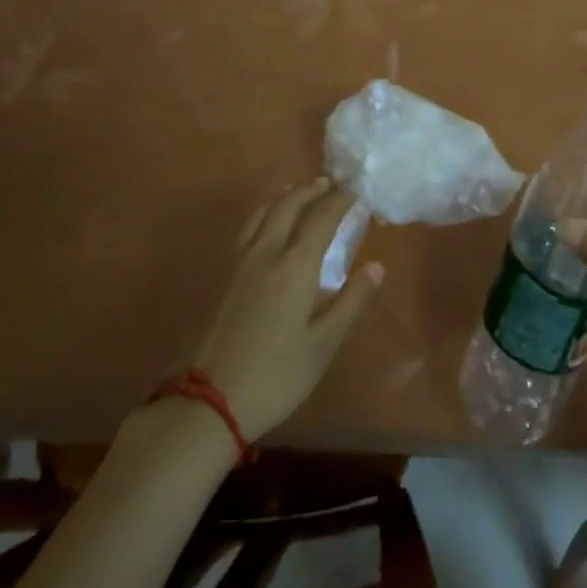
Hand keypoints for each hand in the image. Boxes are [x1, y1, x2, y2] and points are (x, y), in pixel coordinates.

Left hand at [189, 178, 381, 440]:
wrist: (209, 403)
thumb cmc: (277, 375)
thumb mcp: (324, 344)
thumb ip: (352, 301)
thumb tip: (377, 267)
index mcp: (295, 266)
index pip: (321, 218)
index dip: (340, 201)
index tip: (357, 191)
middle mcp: (266, 253)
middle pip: (289, 205)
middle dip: (311, 190)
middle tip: (330, 185)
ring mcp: (240, 262)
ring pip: (263, 212)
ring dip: (285, 196)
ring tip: (299, 192)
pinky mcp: (223, 275)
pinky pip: (248, 227)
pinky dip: (265, 212)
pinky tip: (268, 224)